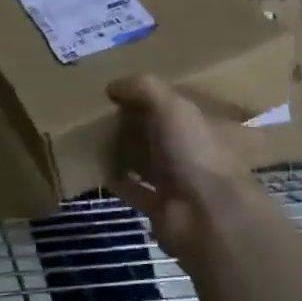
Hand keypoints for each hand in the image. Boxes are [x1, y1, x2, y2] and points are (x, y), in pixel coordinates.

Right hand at [107, 73, 258, 266]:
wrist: (207, 215)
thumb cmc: (196, 153)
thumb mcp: (172, 108)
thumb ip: (144, 89)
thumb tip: (112, 84)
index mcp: (202, 125)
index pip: (176, 107)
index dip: (152, 98)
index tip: (122, 91)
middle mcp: (192, 152)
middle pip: (159, 135)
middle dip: (136, 125)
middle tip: (100, 114)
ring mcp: (177, 182)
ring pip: (146, 162)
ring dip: (125, 153)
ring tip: (94, 139)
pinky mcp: (160, 207)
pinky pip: (134, 190)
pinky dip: (119, 181)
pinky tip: (98, 170)